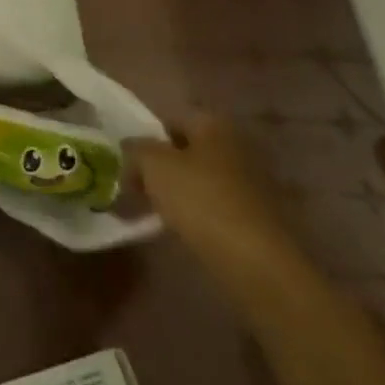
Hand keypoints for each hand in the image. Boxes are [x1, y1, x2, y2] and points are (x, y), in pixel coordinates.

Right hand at [126, 115, 299, 280]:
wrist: (258, 263)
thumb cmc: (201, 200)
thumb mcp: (153, 165)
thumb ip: (135, 149)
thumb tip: (131, 147)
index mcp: (215, 125)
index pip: (170, 120)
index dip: (146, 138)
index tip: (126, 162)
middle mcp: (237, 146)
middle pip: (187, 151)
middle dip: (161, 167)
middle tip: (135, 188)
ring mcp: (252, 183)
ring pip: (201, 180)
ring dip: (178, 193)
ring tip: (154, 213)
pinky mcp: (258, 218)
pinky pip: (216, 207)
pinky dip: (198, 215)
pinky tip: (181, 231)